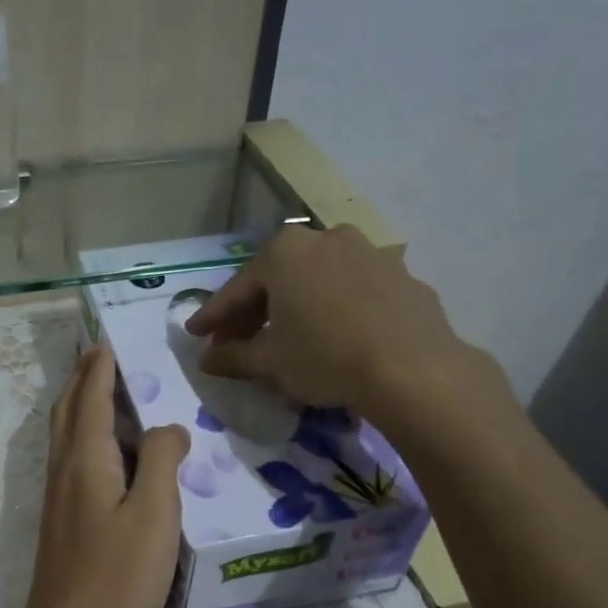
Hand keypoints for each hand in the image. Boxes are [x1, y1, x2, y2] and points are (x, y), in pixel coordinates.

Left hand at [14, 345, 189, 607]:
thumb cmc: (116, 574)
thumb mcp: (154, 514)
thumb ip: (162, 461)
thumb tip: (169, 427)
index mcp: (86, 459)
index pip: (92, 397)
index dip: (101, 367)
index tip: (108, 338)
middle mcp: (64, 468)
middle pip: (69, 409)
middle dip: (83, 377)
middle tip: (102, 354)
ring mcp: (59, 496)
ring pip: (66, 434)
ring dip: (81, 404)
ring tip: (106, 390)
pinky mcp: (63, 519)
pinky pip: (72, 458)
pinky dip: (85, 435)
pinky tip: (107, 451)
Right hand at [184, 225, 502, 447]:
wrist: (411, 368)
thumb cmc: (324, 357)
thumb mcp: (270, 362)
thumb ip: (234, 356)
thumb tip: (207, 360)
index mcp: (285, 253)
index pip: (237, 290)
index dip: (213, 317)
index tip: (196, 335)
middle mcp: (325, 239)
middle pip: (277, 279)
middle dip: (253, 312)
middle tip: (236, 342)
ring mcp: (368, 252)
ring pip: (317, 281)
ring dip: (296, 306)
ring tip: (287, 337)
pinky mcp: (401, 275)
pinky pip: (353, 291)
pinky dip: (335, 309)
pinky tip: (335, 336)